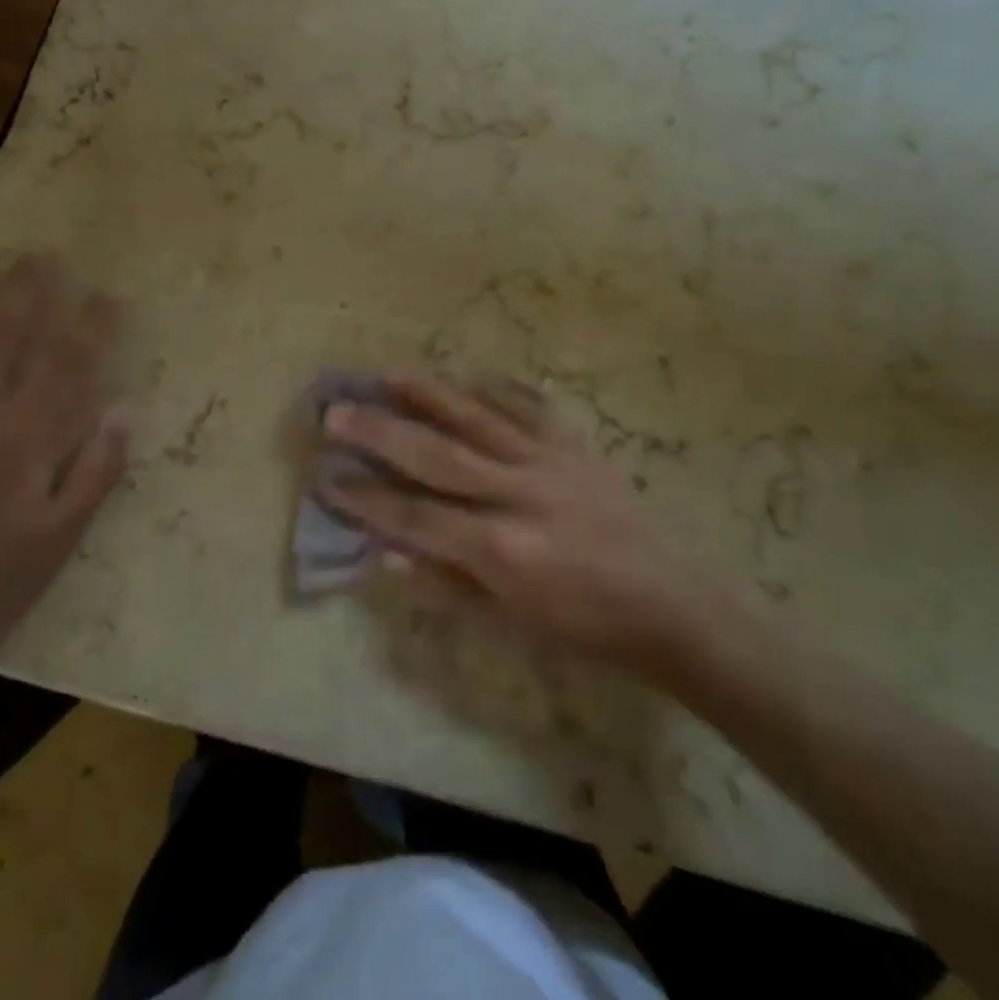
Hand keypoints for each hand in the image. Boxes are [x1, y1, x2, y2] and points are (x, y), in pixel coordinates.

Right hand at [321, 373, 742, 675]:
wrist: (671, 603)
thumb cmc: (585, 626)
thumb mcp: (511, 623)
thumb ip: (446, 585)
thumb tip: (385, 554)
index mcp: (502, 547)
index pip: (416, 515)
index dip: (367, 498)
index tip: (327, 476)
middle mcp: (519, 493)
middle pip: (436, 454)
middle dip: (380, 432)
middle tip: (337, 411)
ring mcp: (549, 461)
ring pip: (477, 417)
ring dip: (428, 393)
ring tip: (387, 373)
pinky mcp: (575, 445)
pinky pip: (528, 406)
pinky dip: (495, 388)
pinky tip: (467, 373)